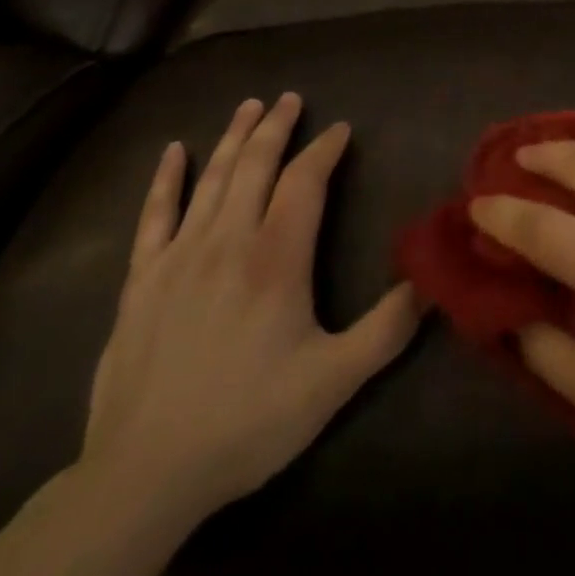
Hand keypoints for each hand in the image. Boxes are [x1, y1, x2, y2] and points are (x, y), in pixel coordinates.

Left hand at [80, 94, 420, 526]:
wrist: (143, 477)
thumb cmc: (248, 421)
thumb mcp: (334, 381)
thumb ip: (388, 328)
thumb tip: (433, 280)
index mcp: (276, 258)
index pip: (305, 180)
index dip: (325, 149)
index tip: (341, 129)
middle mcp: (228, 241)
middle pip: (255, 165)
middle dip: (277, 127)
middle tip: (291, 98)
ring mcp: (179, 257)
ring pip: (211, 179)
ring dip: (233, 137)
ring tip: (250, 105)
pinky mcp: (141, 281)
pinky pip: (154, 215)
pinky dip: (165, 179)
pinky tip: (173, 150)